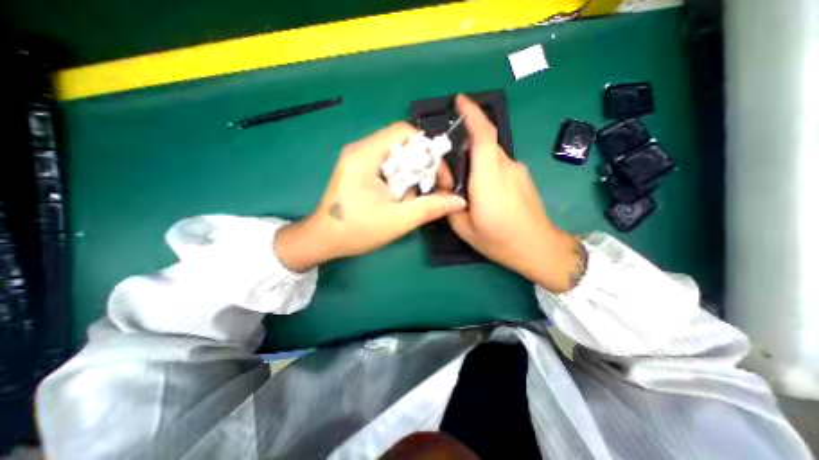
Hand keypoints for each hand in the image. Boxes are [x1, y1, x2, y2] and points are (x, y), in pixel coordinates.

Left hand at [274, 121, 465, 272]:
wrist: (323, 240)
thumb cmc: (356, 230)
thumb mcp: (398, 220)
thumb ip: (430, 208)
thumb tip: (459, 201)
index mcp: (365, 154)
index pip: (404, 132)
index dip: (428, 149)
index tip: (439, 176)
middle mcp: (360, 149)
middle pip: (401, 144)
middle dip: (420, 166)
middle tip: (429, 189)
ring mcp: (358, 159)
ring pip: (396, 157)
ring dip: (410, 175)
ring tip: (411, 198)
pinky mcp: (358, 170)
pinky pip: (387, 166)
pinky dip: (399, 180)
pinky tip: (399, 198)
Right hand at [445, 95, 584, 291]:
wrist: (538, 248)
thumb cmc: (499, 241)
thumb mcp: (463, 227)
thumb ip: (449, 200)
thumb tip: (444, 180)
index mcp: (489, 179)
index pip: (484, 135)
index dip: (472, 114)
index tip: (459, 101)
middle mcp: (506, 168)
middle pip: (484, 144)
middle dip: (465, 144)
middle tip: (448, 163)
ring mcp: (519, 170)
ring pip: (491, 155)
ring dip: (475, 160)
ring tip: (464, 183)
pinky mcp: (523, 177)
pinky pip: (500, 164)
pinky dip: (486, 168)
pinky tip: (482, 190)